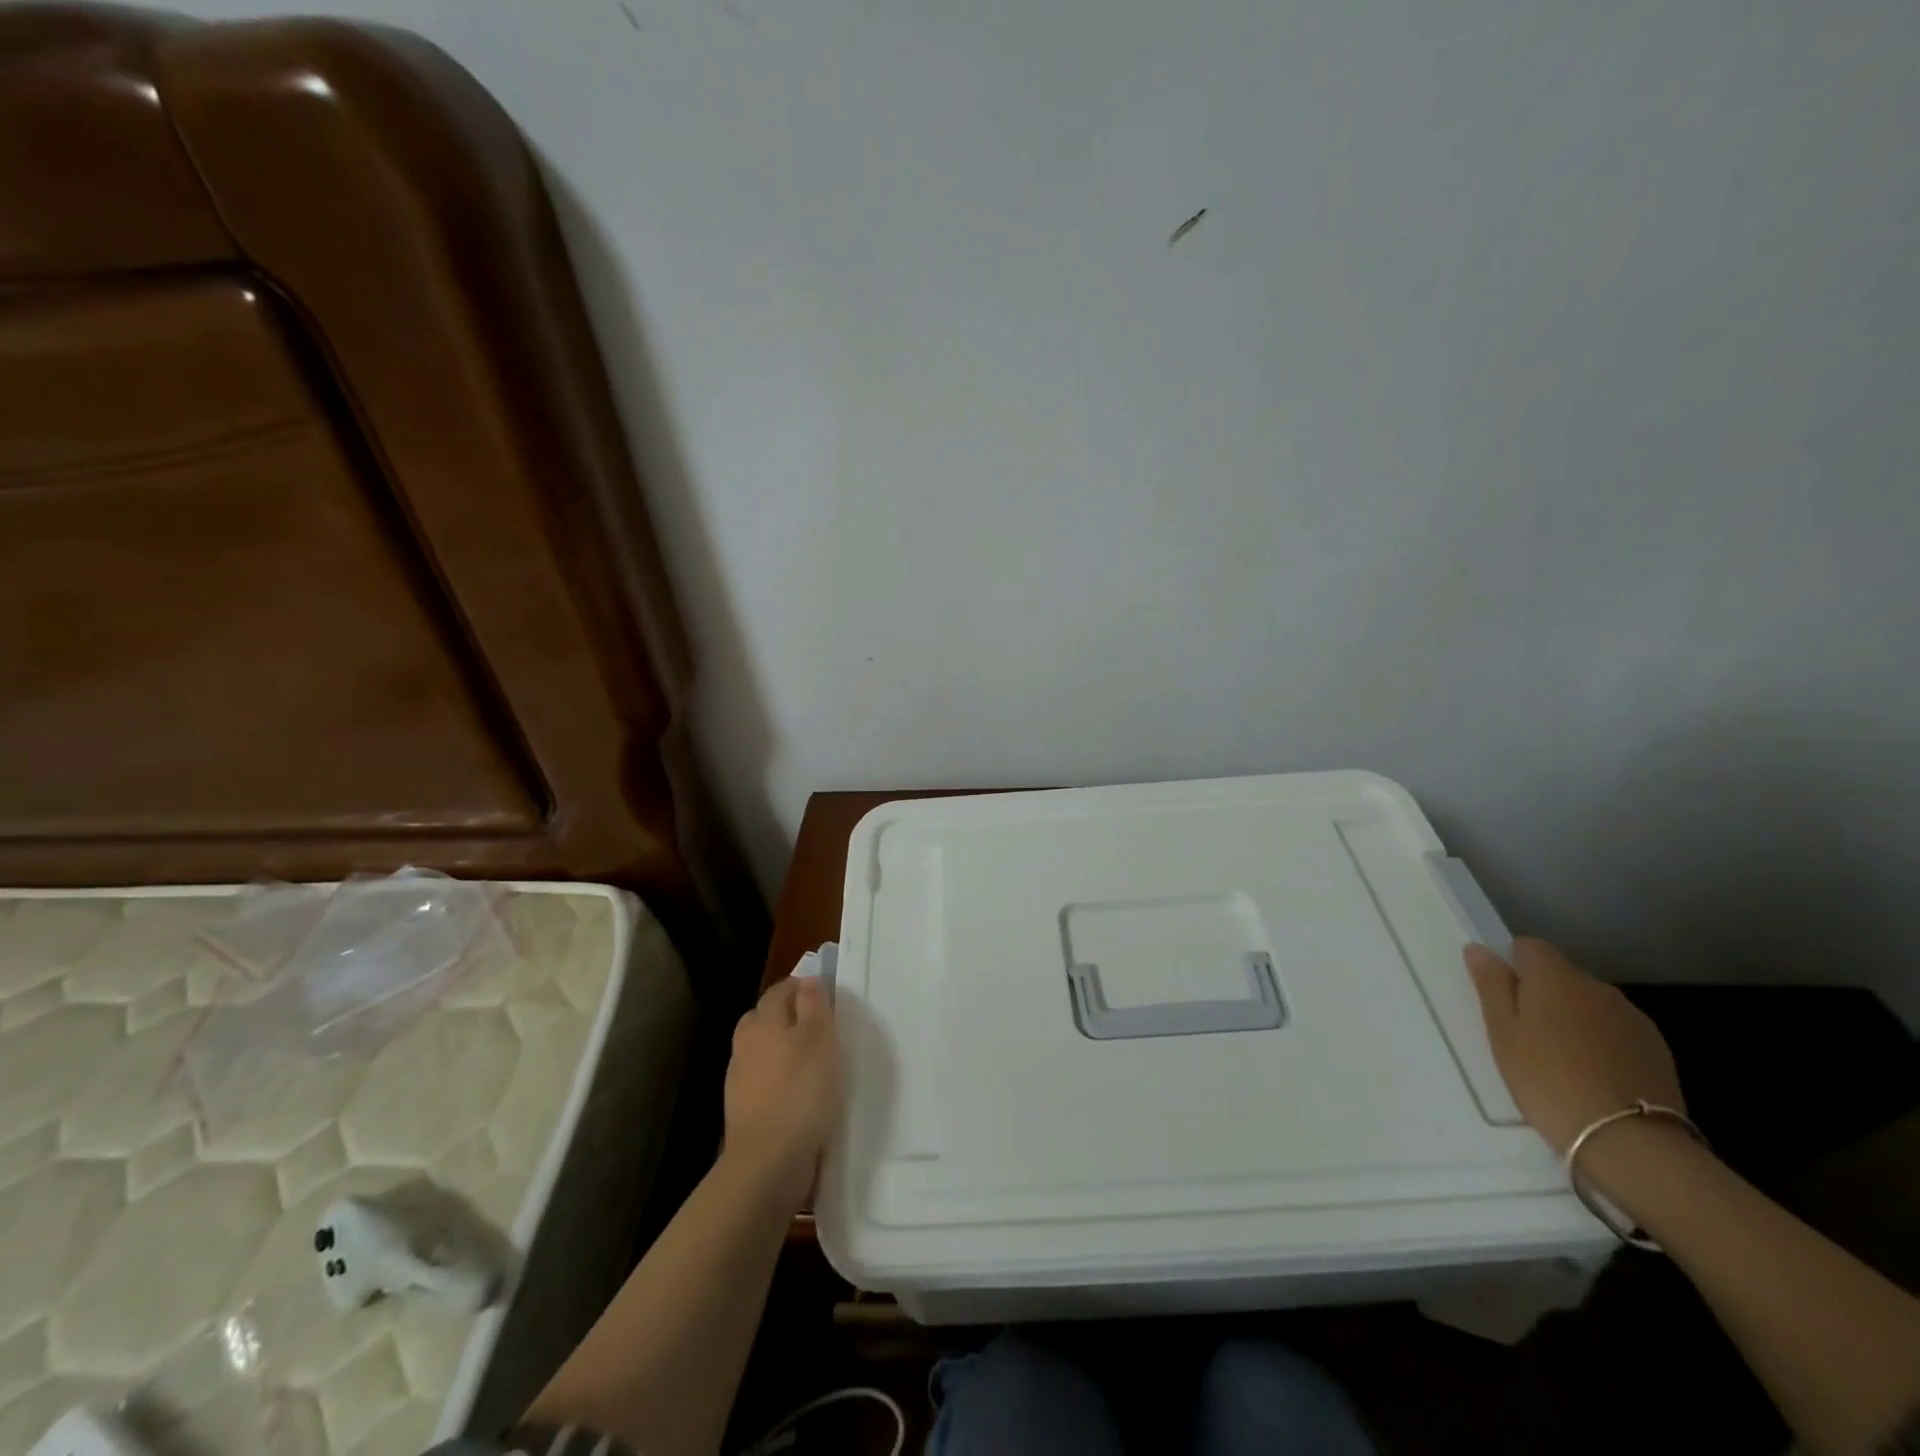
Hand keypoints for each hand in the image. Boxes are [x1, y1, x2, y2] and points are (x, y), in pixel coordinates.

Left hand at [722, 977, 840, 1209]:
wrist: (767, 1161)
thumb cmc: (800, 1090)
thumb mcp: (819, 1037)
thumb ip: (814, 1004)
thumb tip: (808, 980)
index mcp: (763, 1020)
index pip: (780, 990)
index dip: (803, 988)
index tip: (828, 999)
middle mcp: (746, 1044)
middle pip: (767, 1018)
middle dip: (790, 1018)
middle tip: (822, 1030)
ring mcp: (740, 1079)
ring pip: (765, 1052)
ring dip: (785, 1053)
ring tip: (816, 1066)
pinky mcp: (744, 1110)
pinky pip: (766, 1083)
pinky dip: (782, 1083)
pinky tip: (802, 1096)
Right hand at [1465, 937, 1684, 1156]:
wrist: (1629, 1141)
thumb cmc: (1546, 1078)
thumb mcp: (1502, 1032)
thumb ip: (1491, 985)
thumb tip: (1479, 949)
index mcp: (1555, 977)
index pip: (1529, 946)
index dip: (1512, 964)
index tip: (1503, 997)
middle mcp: (1597, 987)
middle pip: (1561, 975)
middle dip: (1543, 994)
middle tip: (1525, 1034)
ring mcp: (1633, 1018)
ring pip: (1590, 1004)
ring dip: (1574, 1018)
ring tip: (1561, 1059)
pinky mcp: (1657, 1050)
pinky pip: (1616, 1030)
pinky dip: (1601, 1042)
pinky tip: (1594, 1074)